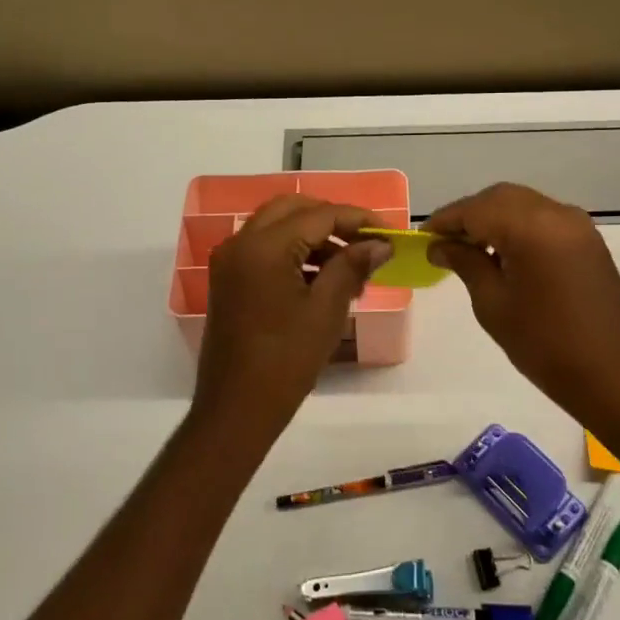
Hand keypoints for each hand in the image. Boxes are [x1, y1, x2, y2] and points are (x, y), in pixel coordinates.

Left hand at [194, 196, 390, 436]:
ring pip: (278, 227)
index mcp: (263, 247)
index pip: (319, 215)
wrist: (236, 410)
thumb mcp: (326, 310)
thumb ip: (352, 266)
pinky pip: (266, 249)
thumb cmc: (285, 361)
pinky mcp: (230, 280)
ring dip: (315, 236)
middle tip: (367, 241)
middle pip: (294, 209)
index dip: (358, 219)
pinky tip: (325, 278)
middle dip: (333, 220)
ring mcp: (231, 261)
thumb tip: (380, 244)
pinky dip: (296, 252)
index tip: (390, 234)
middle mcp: (241, 243)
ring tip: (353, 265)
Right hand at [427, 183, 619, 425]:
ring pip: (524, 204)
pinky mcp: (589, 241)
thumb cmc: (544, 344)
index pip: (476, 208)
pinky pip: (545, 219)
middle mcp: (557, 214)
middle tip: (444, 242)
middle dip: (469, 215)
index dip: (446, 220)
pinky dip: (519, 226)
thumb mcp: (493, 304)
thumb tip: (440, 245)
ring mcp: (578, 225)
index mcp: (531, 227)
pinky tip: (504, 254)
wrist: (612, 375)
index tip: (422, 237)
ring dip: (494, 218)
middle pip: (501, 198)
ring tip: (470, 249)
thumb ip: (465, 263)